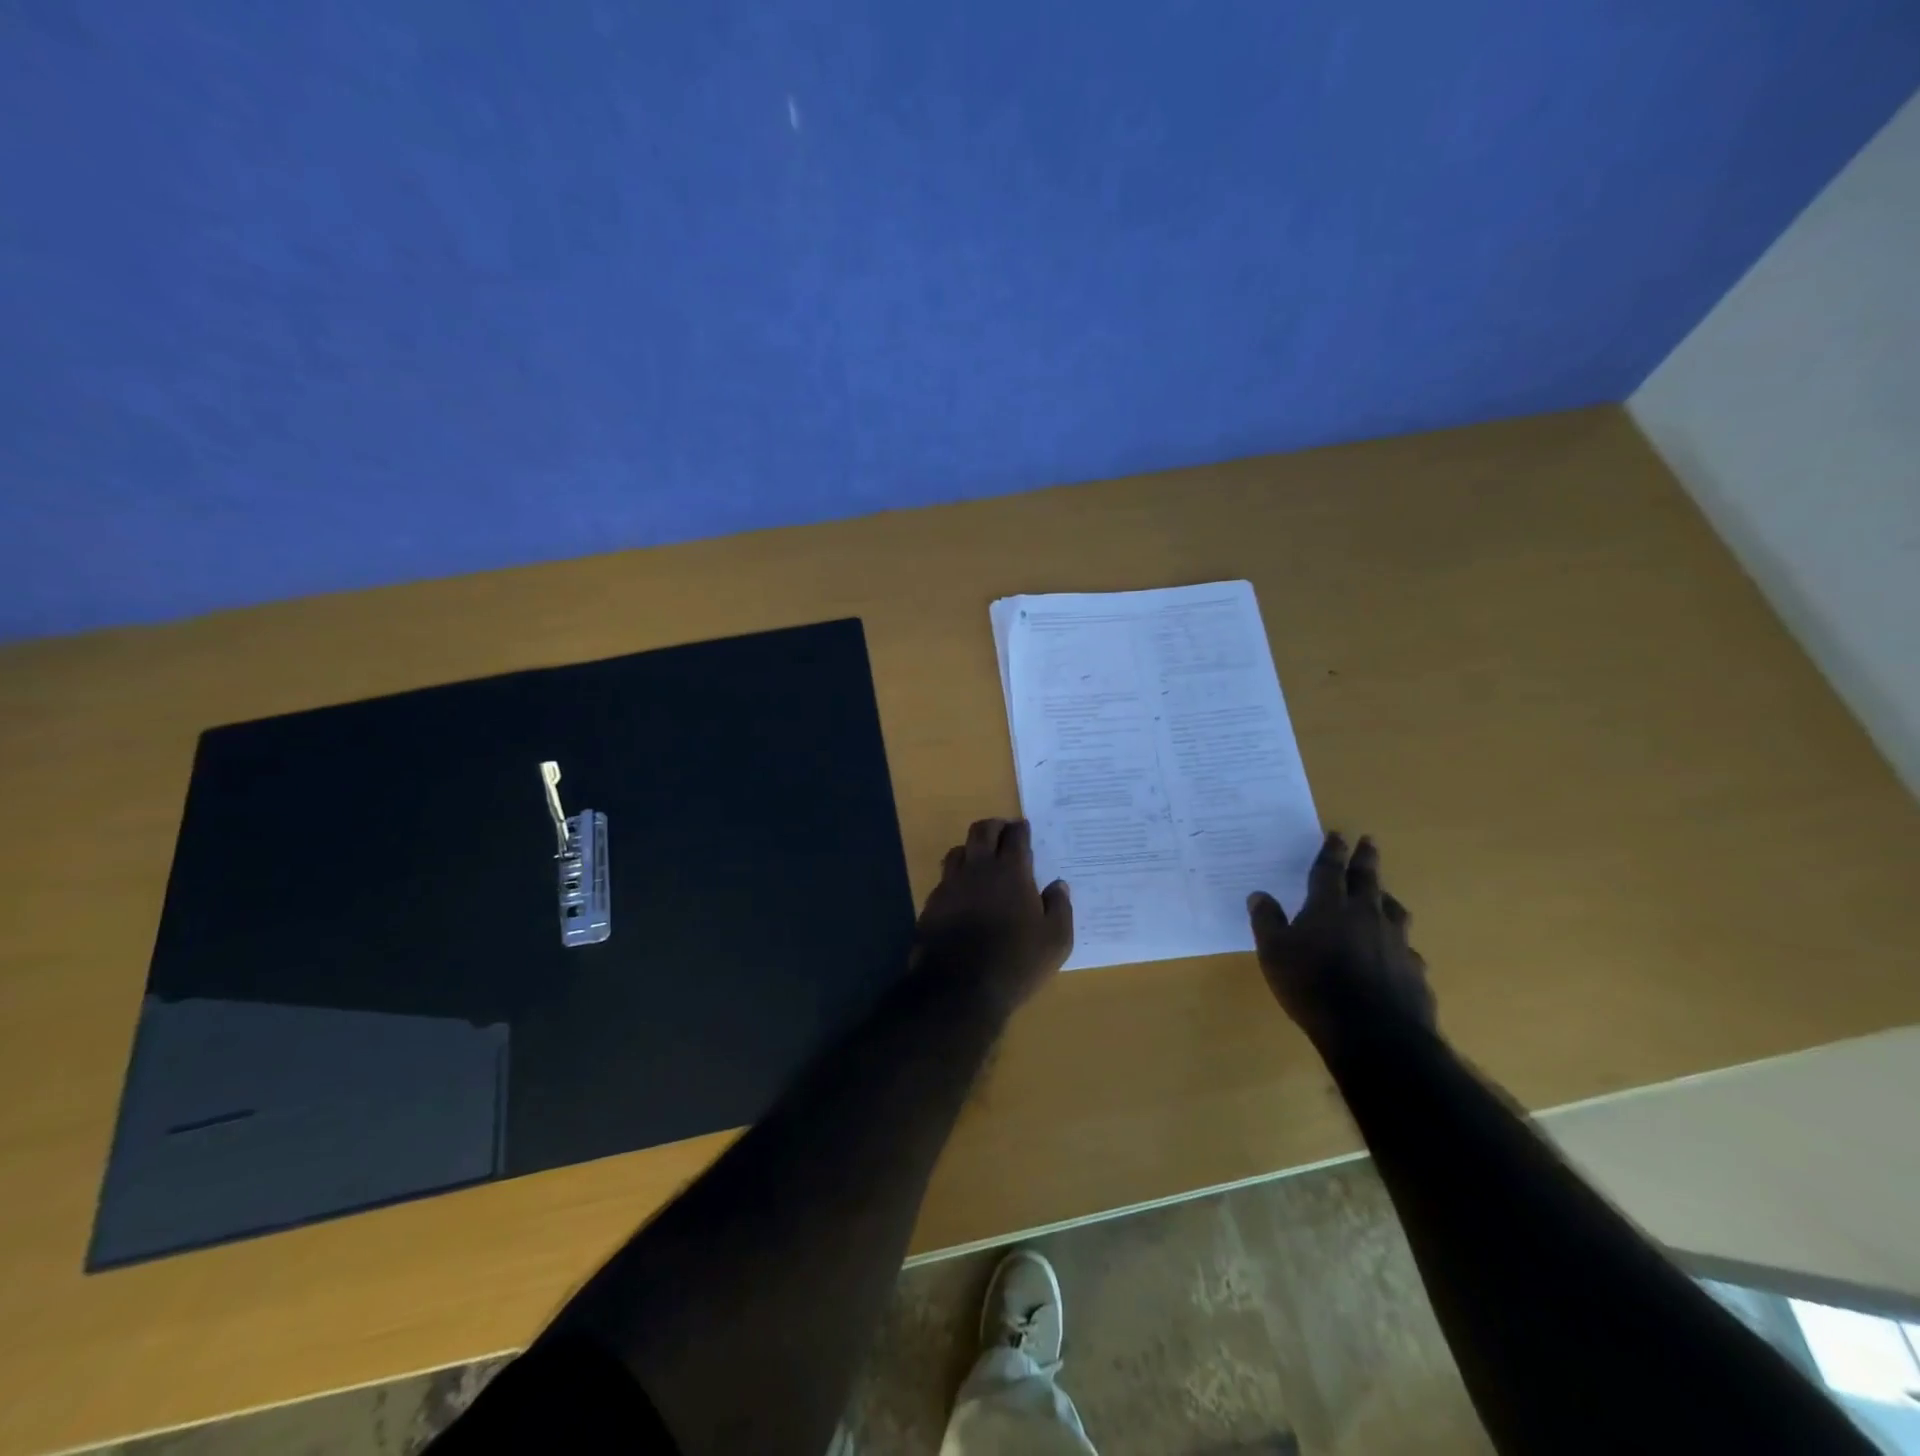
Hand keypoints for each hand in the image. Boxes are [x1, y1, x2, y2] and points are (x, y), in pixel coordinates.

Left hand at [914, 819, 1073, 1012]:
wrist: (959, 988)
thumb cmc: (1016, 962)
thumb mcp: (1055, 941)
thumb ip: (1060, 908)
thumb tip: (1058, 885)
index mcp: (1011, 872)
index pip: (1015, 836)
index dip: (1020, 829)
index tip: (1024, 828)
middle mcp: (978, 869)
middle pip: (981, 831)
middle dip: (994, 826)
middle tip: (1003, 832)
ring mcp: (950, 885)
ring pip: (958, 851)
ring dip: (971, 849)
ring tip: (981, 860)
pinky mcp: (932, 904)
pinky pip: (944, 880)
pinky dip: (956, 878)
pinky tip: (962, 893)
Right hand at [1247, 833, 1434, 1052]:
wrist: (1374, 1034)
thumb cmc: (1313, 986)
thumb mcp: (1274, 953)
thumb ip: (1267, 921)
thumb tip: (1259, 895)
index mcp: (1329, 907)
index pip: (1330, 870)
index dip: (1332, 851)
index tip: (1338, 834)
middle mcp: (1366, 915)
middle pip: (1367, 880)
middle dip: (1366, 859)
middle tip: (1369, 841)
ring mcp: (1395, 942)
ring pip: (1393, 910)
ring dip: (1386, 897)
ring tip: (1384, 893)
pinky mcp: (1413, 970)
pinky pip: (1405, 947)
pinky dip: (1397, 942)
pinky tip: (1395, 952)